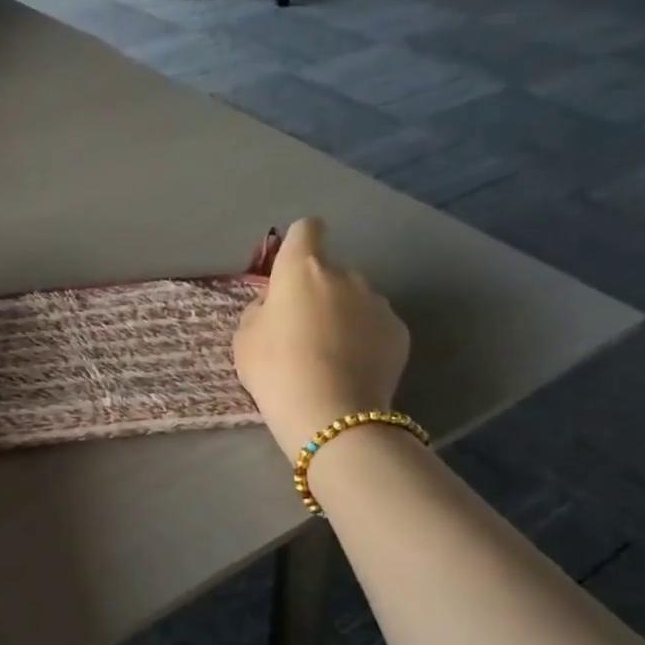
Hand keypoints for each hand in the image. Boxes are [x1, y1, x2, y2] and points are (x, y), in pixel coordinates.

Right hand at [233, 218, 410, 461]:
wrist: (331, 415)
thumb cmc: (276, 369)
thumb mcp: (245, 338)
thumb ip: (260, 310)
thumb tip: (275, 306)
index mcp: (302, 269)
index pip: (307, 229)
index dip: (300, 242)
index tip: (293, 265)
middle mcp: (345, 275)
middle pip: (330, 271)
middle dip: (318, 291)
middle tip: (303, 329)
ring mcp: (377, 302)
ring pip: (356, 299)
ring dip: (344, 314)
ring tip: (331, 354)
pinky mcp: (399, 332)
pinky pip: (376, 325)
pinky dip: (366, 338)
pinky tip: (353, 368)